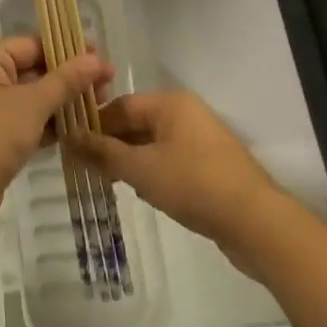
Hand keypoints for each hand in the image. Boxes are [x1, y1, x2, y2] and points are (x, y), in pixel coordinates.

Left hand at [0, 35, 112, 237]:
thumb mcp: (33, 103)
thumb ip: (66, 80)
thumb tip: (96, 60)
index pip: (31, 44)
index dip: (67, 48)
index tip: (100, 56)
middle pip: (33, 69)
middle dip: (69, 76)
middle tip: (107, 82)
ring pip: (33, 97)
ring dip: (64, 100)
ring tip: (102, 102)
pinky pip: (29, 120)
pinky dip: (51, 123)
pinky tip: (81, 126)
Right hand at [73, 92, 284, 268]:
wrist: (256, 222)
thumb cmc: (193, 184)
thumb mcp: (141, 169)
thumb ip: (104, 152)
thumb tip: (70, 136)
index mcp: (170, 104)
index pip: (121, 105)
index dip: (95, 122)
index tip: (71, 143)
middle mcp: (187, 114)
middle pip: (138, 123)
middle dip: (112, 143)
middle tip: (85, 166)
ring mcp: (202, 140)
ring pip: (155, 144)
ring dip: (131, 160)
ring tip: (107, 181)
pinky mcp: (212, 167)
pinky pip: (172, 161)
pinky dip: (153, 172)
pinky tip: (142, 192)